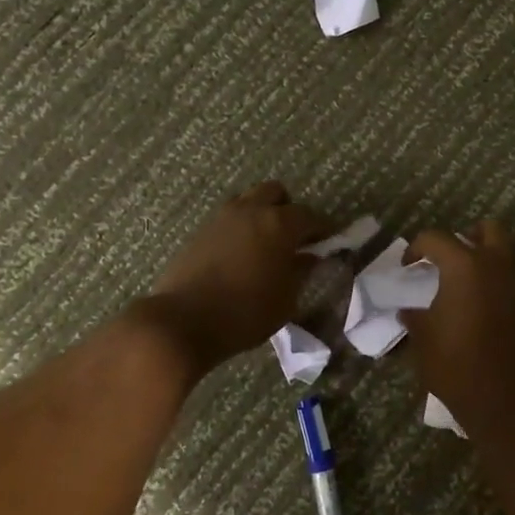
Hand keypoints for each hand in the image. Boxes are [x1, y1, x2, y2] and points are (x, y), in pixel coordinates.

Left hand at [135, 182, 333, 373]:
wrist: (184, 322)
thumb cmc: (246, 313)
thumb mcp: (286, 299)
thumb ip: (301, 271)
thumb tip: (309, 257)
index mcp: (278, 224)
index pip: (310, 216)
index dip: (323, 228)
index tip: (330, 241)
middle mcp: (251, 211)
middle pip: (276, 193)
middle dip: (289, 210)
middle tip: (294, 237)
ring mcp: (222, 218)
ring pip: (249, 201)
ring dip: (262, 215)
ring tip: (266, 244)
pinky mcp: (201, 232)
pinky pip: (229, 219)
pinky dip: (241, 229)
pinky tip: (242, 255)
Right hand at [400, 221, 514, 444]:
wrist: (508, 401)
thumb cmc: (457, 366)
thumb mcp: (423, 341)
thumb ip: (414, 318)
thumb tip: (408, 311)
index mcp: (465, 267)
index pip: (436, 239)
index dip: (416, 248)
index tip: (408, 267)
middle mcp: (496, 268)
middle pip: (487, 230)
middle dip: (467, 236)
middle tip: (448, 258)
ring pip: (503, 258)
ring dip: (483, 263)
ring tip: (461, 289)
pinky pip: (510, 284)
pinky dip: (495, 288)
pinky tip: (479, 313)